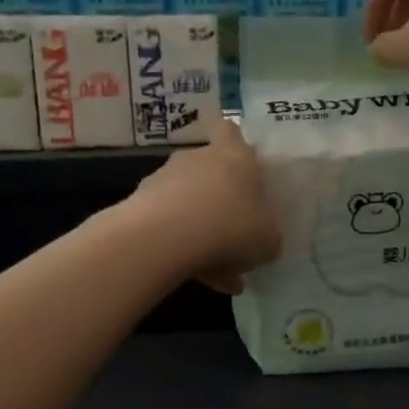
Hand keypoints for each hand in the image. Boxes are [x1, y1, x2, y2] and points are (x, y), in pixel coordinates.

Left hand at [132, 118, 281, 293]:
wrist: (162, 239)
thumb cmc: (230, 227)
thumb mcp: (268, 239)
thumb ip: (268, 234)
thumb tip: (264, 238)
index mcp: (234, 156)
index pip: (232, 132)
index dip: (237, 145)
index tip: (244, 169)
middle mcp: (197, 159)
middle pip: (210, 170)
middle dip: (220, 199)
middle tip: (234, 232)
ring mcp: (164, 179)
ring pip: (189, 202)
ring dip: (201, 228)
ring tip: (218, 269)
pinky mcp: (140, 204)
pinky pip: (168, 224)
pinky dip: (181, 246)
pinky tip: (197, 276)